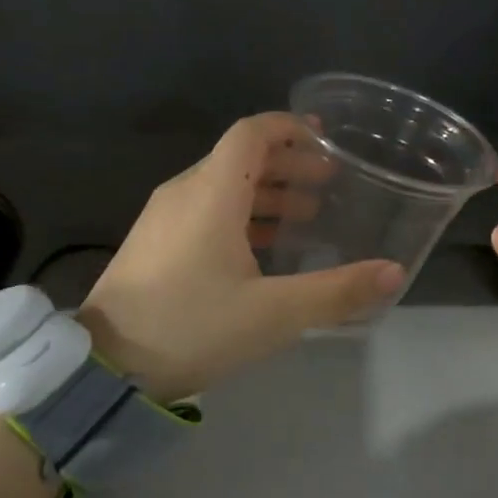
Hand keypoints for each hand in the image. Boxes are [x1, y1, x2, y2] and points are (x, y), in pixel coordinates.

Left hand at [80, 114, 404, 396]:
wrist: (104, 369)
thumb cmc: (192, 327)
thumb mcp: (274, 314)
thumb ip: (337, 292)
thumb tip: (393, 272)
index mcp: (211, 194)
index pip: (251, 134)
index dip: (290, 128)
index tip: (326, 140)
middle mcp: (184, 193)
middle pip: (240, 158)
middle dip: (288, 164)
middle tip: (329, 184)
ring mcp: (163, 217)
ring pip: (222, 185)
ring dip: (267, 192)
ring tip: (307, 216)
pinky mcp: (154, 242)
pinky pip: (204, 209)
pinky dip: (240, 213)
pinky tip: (263, 248)